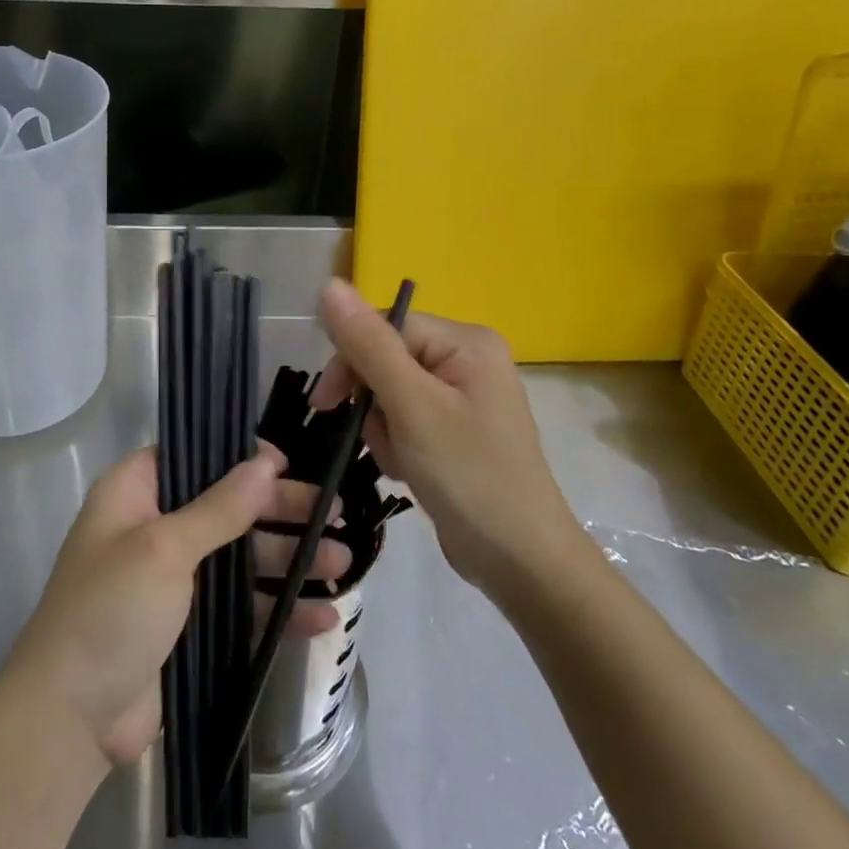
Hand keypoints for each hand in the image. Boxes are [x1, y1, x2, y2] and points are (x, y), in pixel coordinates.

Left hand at [5, 442, 348, 771]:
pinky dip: (279, 610)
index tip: (288, 462)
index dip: (240, 455)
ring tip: (344, 562)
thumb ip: (219, 507)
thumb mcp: (163, 549)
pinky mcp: (191, 628)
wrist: (70, 722)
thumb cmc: (110, 611)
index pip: (194, 455)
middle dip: (281, 511)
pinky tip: (323, 617)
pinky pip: (243, 608)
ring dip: (290, 559)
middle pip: (229, 506)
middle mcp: (156, 528)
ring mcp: (175, 581)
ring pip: (242, 558)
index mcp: (135, 493)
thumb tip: (266, 462)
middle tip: (334, 511)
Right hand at [310, 279, 587, 596]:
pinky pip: (407, 418)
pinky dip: (398, 444)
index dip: (351, 361)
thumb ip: (369, 345)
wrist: (523, 564)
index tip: (325, 405)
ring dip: (383, 429)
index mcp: (466, 341)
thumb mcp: (412, 406)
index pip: (385, 327)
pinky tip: (410, 472)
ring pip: (390, 393)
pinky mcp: (457, 429)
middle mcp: (468, 358)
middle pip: (386, 359)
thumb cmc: (469, 477)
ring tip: (403, 462)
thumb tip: (330, 285)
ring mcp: (464, 396)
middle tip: (381, 442)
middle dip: (373, 404)